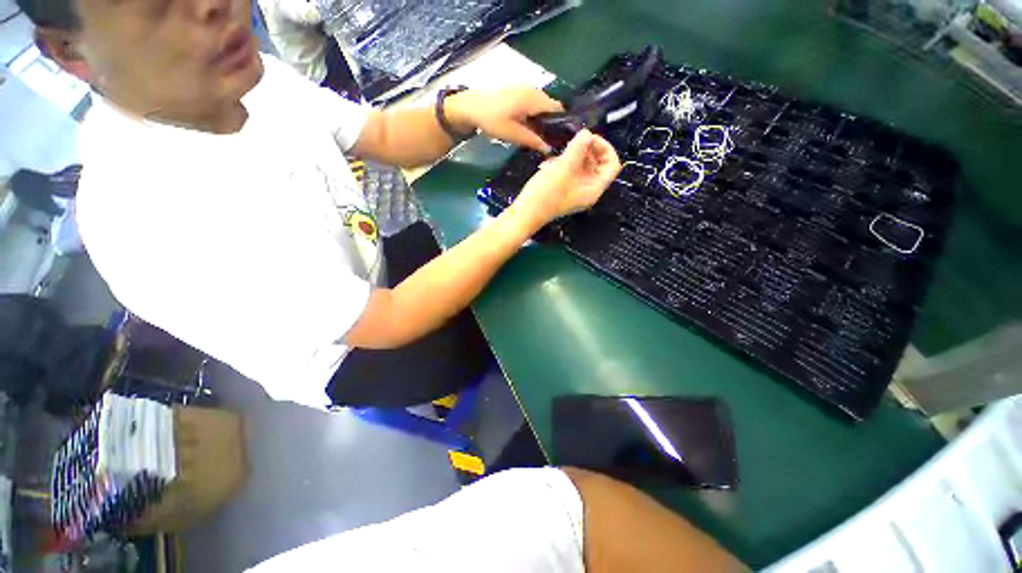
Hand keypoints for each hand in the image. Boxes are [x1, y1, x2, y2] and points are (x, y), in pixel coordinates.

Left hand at [445, 87, 564, 153]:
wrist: (469, 106)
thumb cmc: (491, 119)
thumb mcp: (513, 134)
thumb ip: (533, 140)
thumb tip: (549, 149)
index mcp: (534, 98)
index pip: (558, 108)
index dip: (562, 124)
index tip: (561, 140)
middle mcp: (533, 90)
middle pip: (551, 107)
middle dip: (553, 124)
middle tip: (551, 142)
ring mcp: (525, 89)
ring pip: (543, 106)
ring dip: (544, 121)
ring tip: (542, 138)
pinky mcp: (519, 92)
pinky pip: (534, 104)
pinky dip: (536, 116)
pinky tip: (531, 128)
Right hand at [512, 129, 621, 225]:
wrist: (526, 213)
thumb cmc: (547, 192)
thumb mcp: (564, 166)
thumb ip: (578, 147)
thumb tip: (586, 133)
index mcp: (594, 188)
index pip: (612, 165)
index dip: (605, 147)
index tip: (589, 137)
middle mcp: (588, 191)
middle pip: (598, 164)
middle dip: (587, 150)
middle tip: (573, 140)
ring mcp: (575, 192)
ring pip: (582, 167)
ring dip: (572, 155)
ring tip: (558, 153)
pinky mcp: (563, 191)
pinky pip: (569, 173)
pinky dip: (562, 164)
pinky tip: (548, 163)